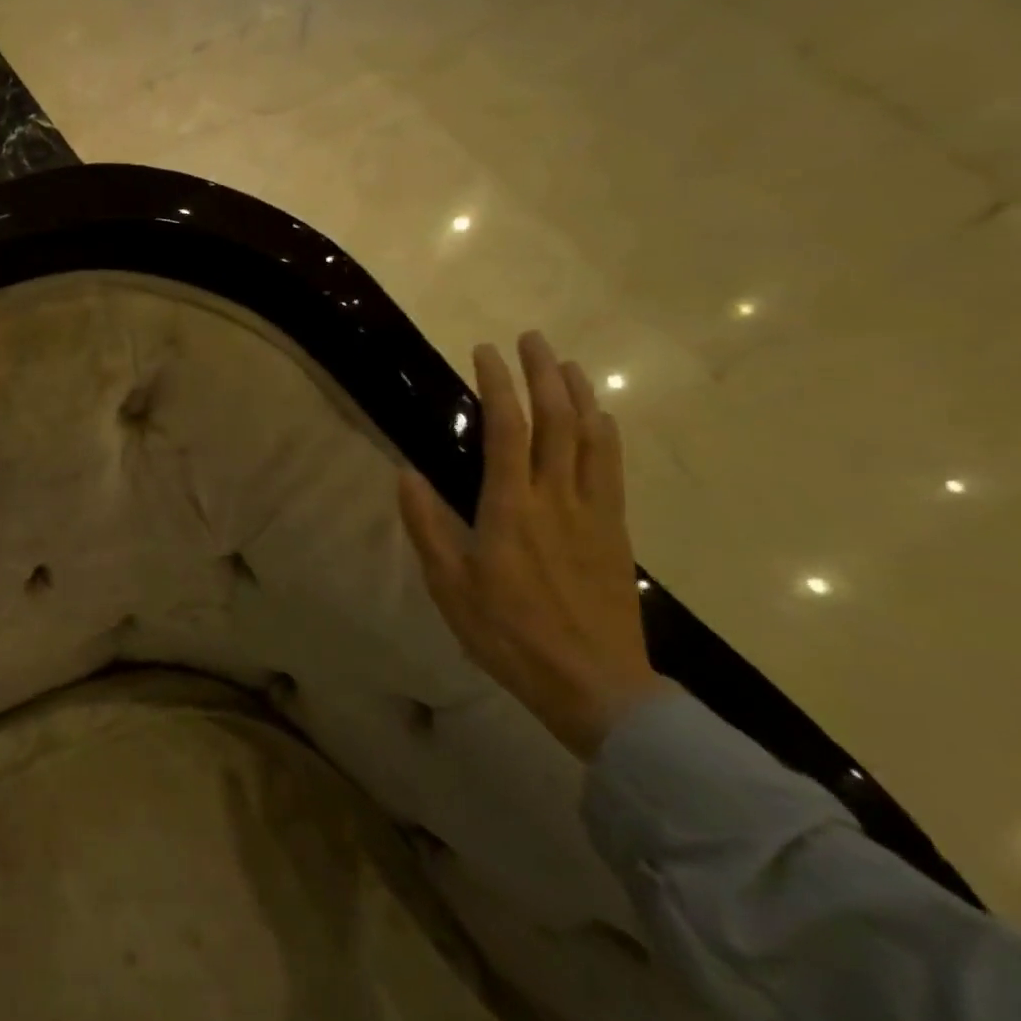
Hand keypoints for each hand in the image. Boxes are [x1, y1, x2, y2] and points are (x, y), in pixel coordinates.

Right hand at [396, 331, 665, 758]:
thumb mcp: (449, 585)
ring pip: (592, 437)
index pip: (506, 429)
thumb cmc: (507, 634)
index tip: (487, 352)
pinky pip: (613, 468)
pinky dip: (606, 433)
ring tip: (567, 363)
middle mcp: (556, 497)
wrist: (593, 682)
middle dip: (543, 373)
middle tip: (531, 339)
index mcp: (510, 507)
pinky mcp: (616, 530)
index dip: (499, 385)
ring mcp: (593, 511)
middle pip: (556, 420)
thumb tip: (405, 472)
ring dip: (579, 394)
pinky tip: (602, 419)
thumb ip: (427, 525)